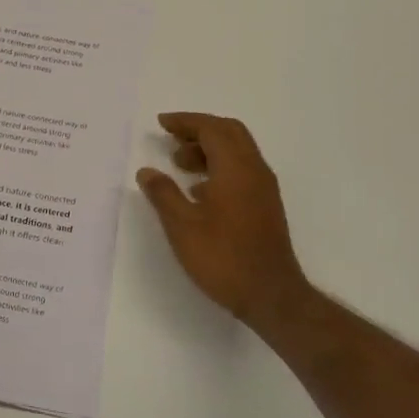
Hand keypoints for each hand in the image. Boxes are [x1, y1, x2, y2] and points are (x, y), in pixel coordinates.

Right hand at [137, 112, 311, 327]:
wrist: (271, 295)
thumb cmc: (223, 257)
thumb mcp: (182, 226)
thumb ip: (163, 194)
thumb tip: (147, 171)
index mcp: (236, 168)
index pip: (211, 129)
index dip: (185, 122)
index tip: (161, 123)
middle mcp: (255, 170)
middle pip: (229, 133)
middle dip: (199, 130)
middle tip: (171, 138)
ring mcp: (264, 189)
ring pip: (238, 151)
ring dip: (209, 149)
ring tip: (179, 164)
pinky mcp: (266, 206)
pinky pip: (242, 170)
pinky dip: (219, 167)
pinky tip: (199, 190)